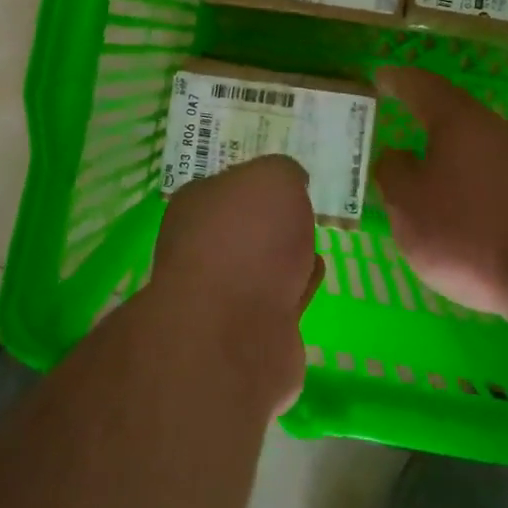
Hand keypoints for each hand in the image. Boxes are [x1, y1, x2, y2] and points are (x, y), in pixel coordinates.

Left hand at [149, 154, 321, 411]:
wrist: (236, 330)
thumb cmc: (248, 237)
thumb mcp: (274, 178)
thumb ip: (284, 172)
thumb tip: (291, 182)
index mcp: (197, 204)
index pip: (229, 185)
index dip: (260, 182)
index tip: (289, 182)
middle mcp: (201, 247)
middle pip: (245, 228)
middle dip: (275, 224)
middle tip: (304, 214)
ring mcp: (221, 295)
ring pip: (262, 267)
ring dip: (287, 260)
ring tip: (310, 248)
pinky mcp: (247, 334)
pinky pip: (279, 303)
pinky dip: (295, 292)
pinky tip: (309, 282)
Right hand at [373, 67, 507, 317]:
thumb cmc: (467, 231)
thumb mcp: (407, 204)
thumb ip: (392, 172)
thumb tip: (396, 156)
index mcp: (456, 119)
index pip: (420, 85)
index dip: (396, 80)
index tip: (378, 77)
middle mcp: (491, 128)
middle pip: (450, 110)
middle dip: (422, 110)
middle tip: (395, 112)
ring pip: (471, 141)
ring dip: (444, 146)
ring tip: (419, 160)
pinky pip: (486, 168)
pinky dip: (463, 173)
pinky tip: (454, 197)